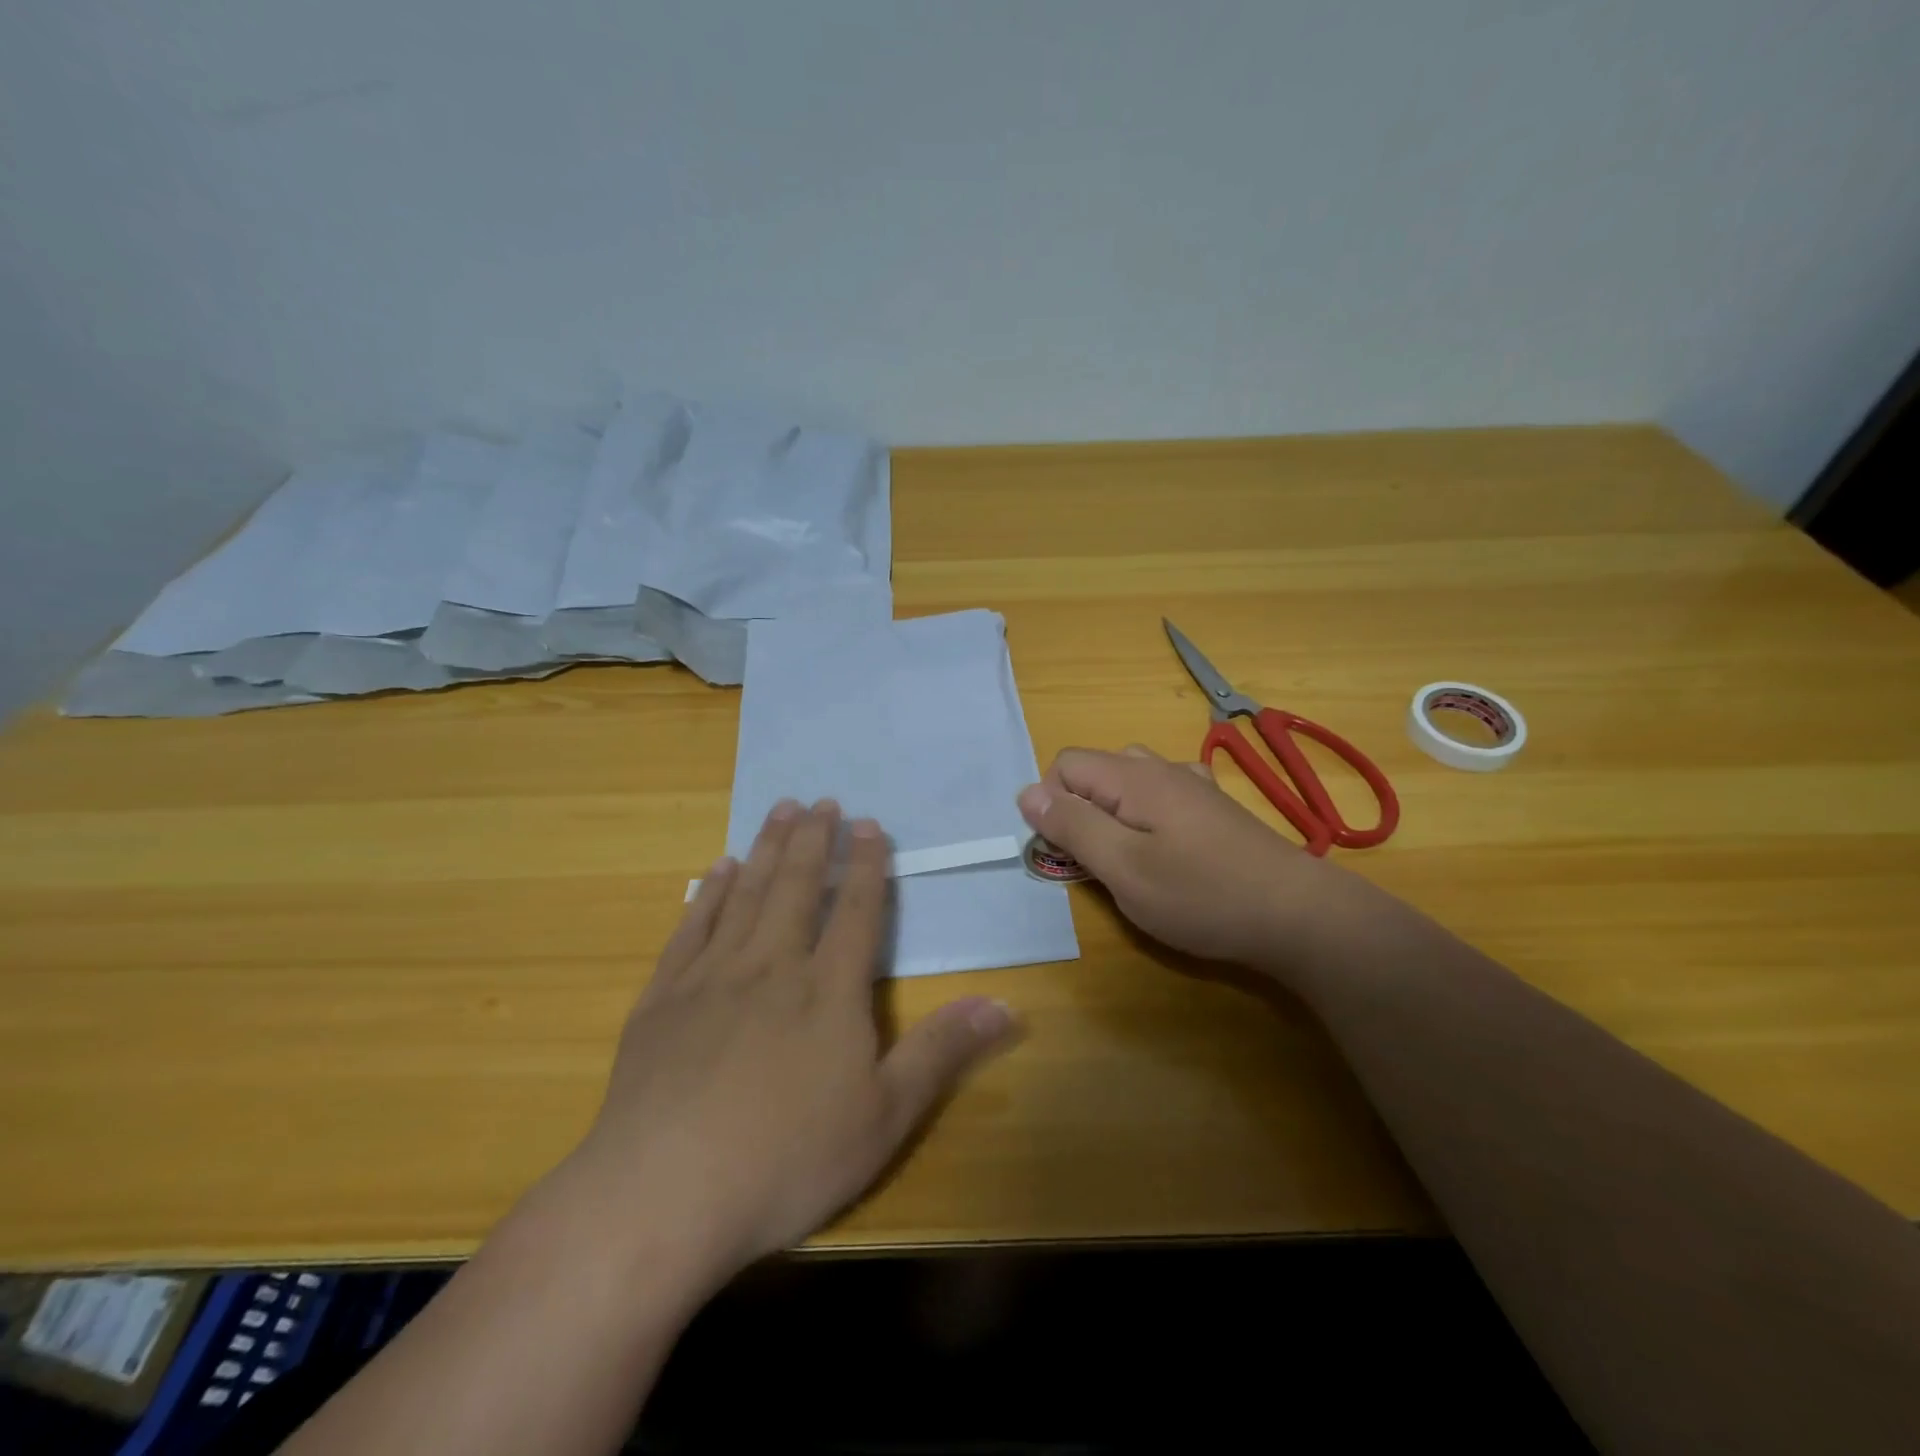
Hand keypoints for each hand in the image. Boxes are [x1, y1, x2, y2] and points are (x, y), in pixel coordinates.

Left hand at [571, 799, 1017, 1283]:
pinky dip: (710, 891)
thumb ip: (943, 1052)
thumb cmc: (786, 1160)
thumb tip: (1005, 1005)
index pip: (855, 911)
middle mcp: (772, 965)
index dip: (867, 865)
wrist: (662, 1195)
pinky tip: (719, 869)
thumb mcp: (885, 1117)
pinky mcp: (664, 997)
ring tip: (781, 810)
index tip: (869, 825)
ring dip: (768, 847)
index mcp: (827, 990)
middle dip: (814, 840)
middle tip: (821, 800)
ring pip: (746, 892)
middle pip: (797, 886)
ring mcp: (712, 976)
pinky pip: (693, 925)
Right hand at [1017, 746, 1348, 972]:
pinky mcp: (1214, 809)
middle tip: (1095, 860)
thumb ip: (1072, 826)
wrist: (1298, 914)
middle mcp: (1161, 769)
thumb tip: (1027, 794)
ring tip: (1127, 858)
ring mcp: (1193, 786)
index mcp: (1132, 777)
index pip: (1065, 764)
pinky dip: (1146, 816)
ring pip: (1129, 783)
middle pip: (1096, 770)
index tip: (1068, 851)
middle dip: (1080, 808)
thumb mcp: (1122, 867)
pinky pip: (1162, 796)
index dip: (1052, 803)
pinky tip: (1166, 848)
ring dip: (1112, 814)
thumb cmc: (1201, 895)